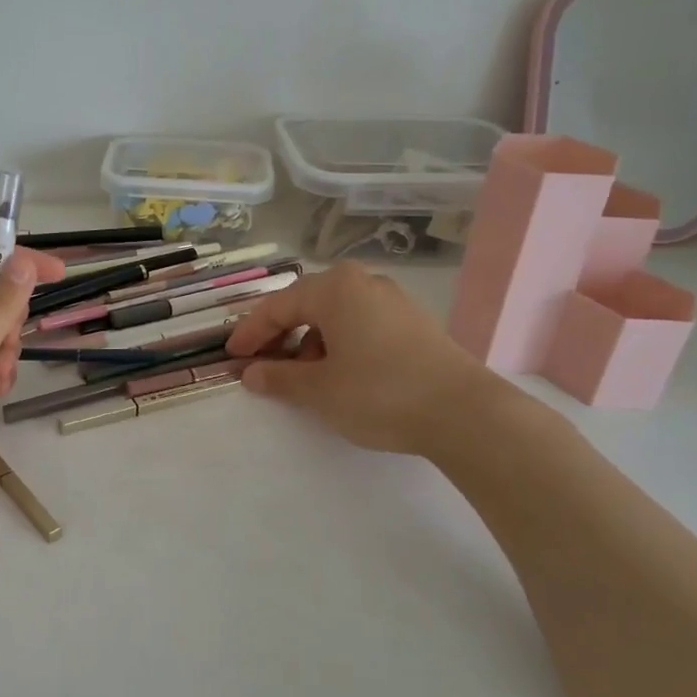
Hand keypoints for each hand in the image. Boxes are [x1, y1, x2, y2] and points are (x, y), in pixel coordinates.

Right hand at [225, 262, 528, 462]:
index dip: (251, 333)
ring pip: (336, 316)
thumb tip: (251, 373)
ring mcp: (394, 301)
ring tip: (305, 378)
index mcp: (335, 288)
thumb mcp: (318, 389)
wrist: (465, 413)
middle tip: (263, 365)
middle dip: (281, 336)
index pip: (278, 306)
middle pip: (308, 305)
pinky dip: (341, 345)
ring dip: (311, 343)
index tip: (232, 356)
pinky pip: (362, 326)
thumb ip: (278, 378)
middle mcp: (364, 284)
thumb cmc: (379, 393)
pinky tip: (342, 375)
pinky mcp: (415, 324)